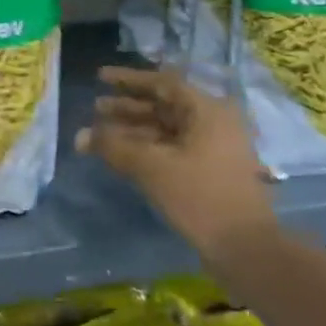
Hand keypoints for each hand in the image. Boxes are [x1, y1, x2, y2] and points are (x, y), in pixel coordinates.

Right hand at [75, 66, 274, 257]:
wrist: (245, 248)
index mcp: (207, 110)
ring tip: (101, 133)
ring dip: (134, 129)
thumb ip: (114, 146)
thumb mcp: (152, 167)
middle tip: (96, 108)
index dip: (129, 79)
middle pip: (164, 105)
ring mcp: (214, 147)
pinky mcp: (210, 171)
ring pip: (166, 129)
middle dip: (128, 107)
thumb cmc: (200, 196)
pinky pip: (173, 148)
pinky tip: (122, 155)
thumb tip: (80, 136)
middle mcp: (213, 122)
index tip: (101, 77)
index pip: (162, 83)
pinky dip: (147, 148)